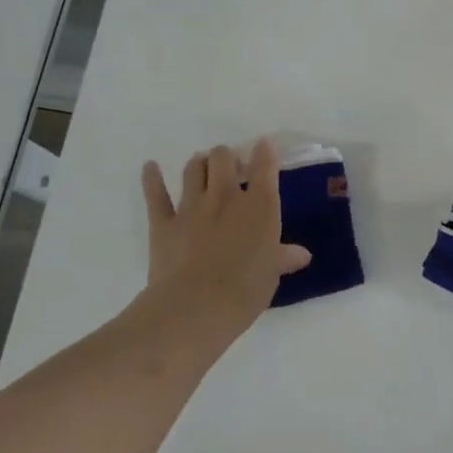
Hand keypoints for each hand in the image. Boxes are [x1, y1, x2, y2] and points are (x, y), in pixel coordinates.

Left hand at [136, 139, 311, 351]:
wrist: (195, 307)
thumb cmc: (245, 290)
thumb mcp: (272, 275)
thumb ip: (283, 258)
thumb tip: (301, 255)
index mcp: (260, 206)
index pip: (265, 167)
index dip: (265, 152)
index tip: (264, 146)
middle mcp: (226, 197)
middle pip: (223, 158)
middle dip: (228, 156)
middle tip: (232, 166)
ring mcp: (192, 207)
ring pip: (193, 169)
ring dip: (200, 163)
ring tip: (203, 165)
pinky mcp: (163, 223)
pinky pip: (155, 194)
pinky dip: (152, 178)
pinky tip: (150, 167)